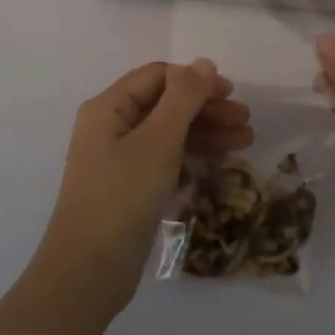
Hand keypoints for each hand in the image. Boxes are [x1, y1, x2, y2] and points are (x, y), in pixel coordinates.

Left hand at [36, 59, 252, 312]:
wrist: (88, 272)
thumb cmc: (122, 196)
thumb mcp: (158, 142)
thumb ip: (184, 98)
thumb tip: (205, 62)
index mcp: (109, 107)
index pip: (158, 76)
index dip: (195, 80)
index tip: (231, 93)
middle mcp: (111, 126)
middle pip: (165, 103)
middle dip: (206, 108)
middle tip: (245, 120)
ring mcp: (119, 159)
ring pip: (169, 132)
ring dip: (206, 132)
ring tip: (246, 142)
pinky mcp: (129, 187)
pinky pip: (165, 159)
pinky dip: (192, 156)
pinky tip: (220, 162)